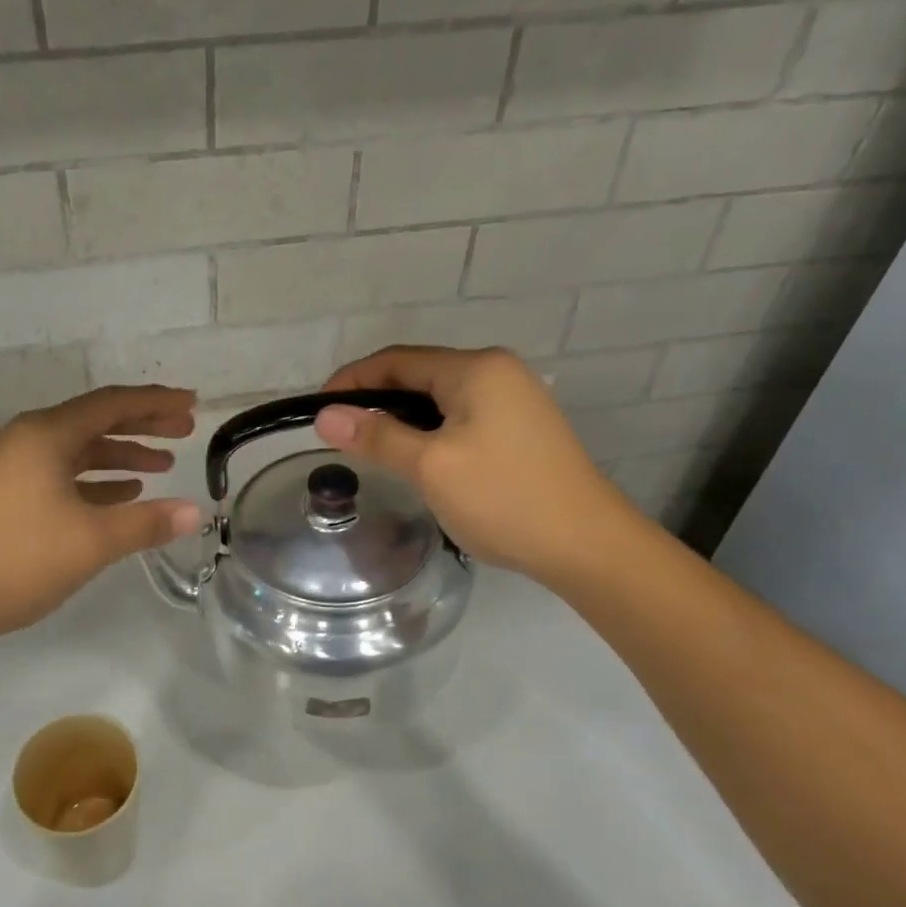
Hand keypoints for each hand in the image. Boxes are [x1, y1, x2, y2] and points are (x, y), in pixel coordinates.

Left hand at [0, 385, 202, 650]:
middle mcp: (24, 440)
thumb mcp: (91, 542)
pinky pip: (57, 474)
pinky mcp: (0, 495)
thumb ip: (146, 523)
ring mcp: (8, 467)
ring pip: (75, 451)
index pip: (112, 404)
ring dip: (118, 456)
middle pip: (93, 421)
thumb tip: (194, 512)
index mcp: (44, 435)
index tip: (193, 403)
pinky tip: (117, 496)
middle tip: (184, 431)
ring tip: (159, 468)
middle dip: (141, 426)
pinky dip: (91, 481)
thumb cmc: (16, 560)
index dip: (156, 402)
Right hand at [315, 346, 640, 581]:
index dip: (352, 381)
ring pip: (439, 399)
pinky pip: (460, 417)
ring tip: (370, 448)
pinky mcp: (521, 428)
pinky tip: (416, 458)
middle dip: (375, 400)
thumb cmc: (503, 498)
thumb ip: (376, 436)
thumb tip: (324, 416)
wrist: (587, 545)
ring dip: (401, 418)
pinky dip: (429, 430)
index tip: (318, 410)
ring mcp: (514, 400)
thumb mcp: (431, 466)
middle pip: (418, 375)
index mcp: (476, 369)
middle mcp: (497, 372)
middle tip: (340, 434)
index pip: (397, 361)